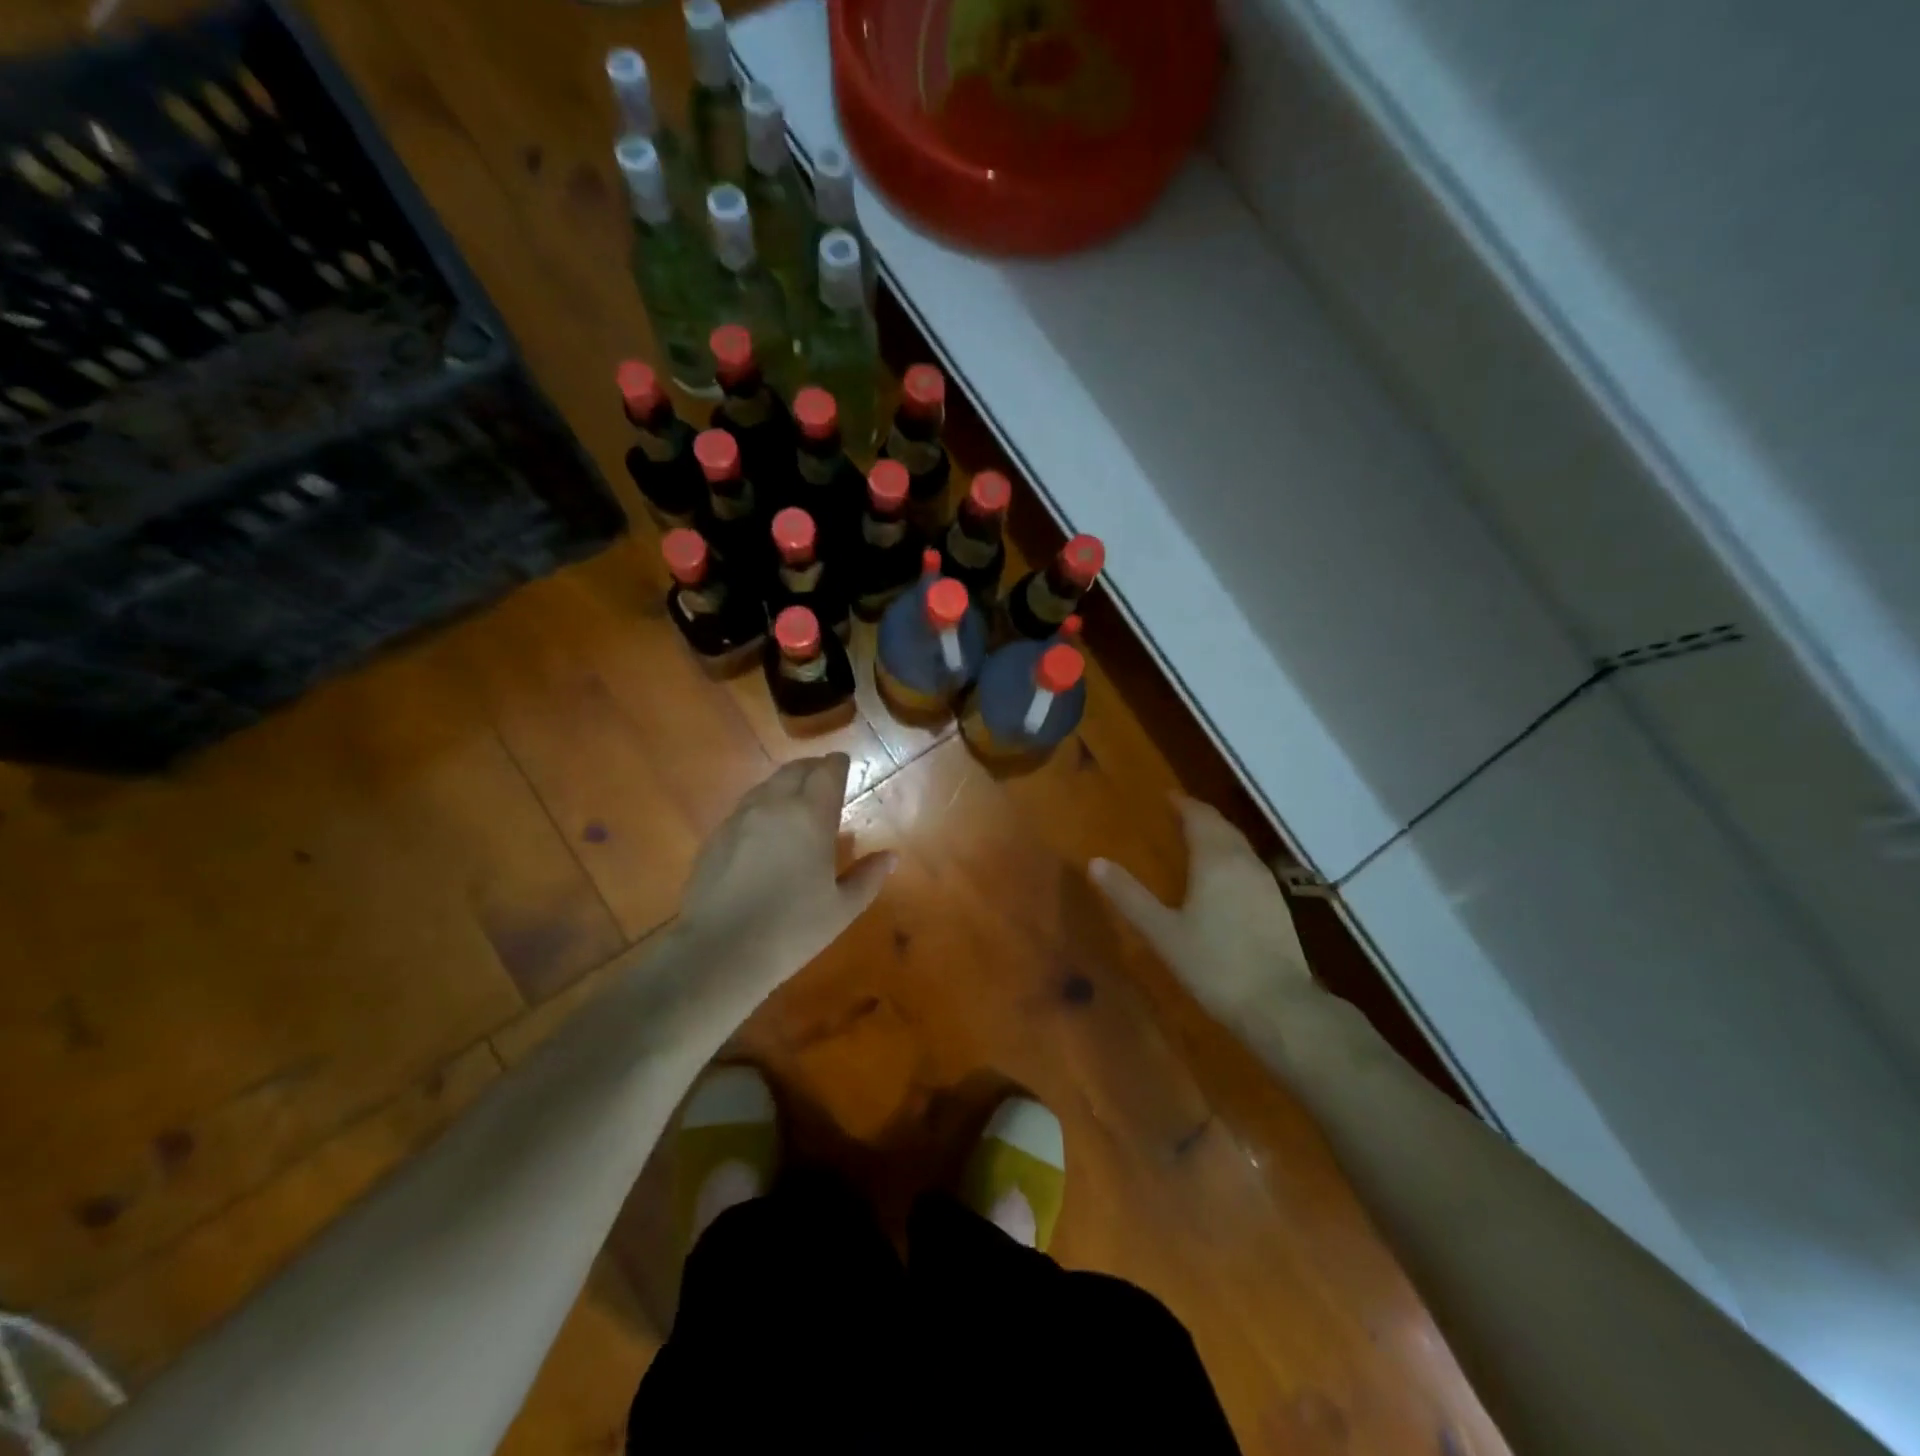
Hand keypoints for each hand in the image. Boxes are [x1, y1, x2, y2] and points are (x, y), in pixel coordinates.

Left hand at [676, 754, 894, 995]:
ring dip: (785, 784)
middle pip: (794, 770)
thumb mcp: (842, 908)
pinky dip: (761, 806)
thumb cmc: (792, 929)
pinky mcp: (715, 837)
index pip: (827, 772)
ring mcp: (739, 819)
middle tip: (823, 776)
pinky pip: (744, 808)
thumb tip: (891, 856)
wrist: (720, 952)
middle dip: (812, 768)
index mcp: (810, 815)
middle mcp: (774, 805)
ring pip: (766, 786)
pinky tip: (765, 829)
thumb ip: (869, 877)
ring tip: (795, 799)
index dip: (838, 764)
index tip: (844, 764)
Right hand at [1090, 796, 1312, 1029]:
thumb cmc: (1214, 964)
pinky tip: (1223, 878)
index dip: (1183, 804)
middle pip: (1222, 827)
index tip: (1167, 797)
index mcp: (1215, 861)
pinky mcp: (1278, 906)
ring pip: (1239, 846)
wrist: (1279, 1006)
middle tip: (1178, 814)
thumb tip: (1095, 862)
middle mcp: (1244, 862)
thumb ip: (1129, 896)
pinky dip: (1231, 858)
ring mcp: (1266, 884)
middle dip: (1201, 816)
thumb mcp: (1162, 932)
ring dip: (1218, 836)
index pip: (1200, 817)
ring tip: (1197, 841)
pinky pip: (1249, 866)